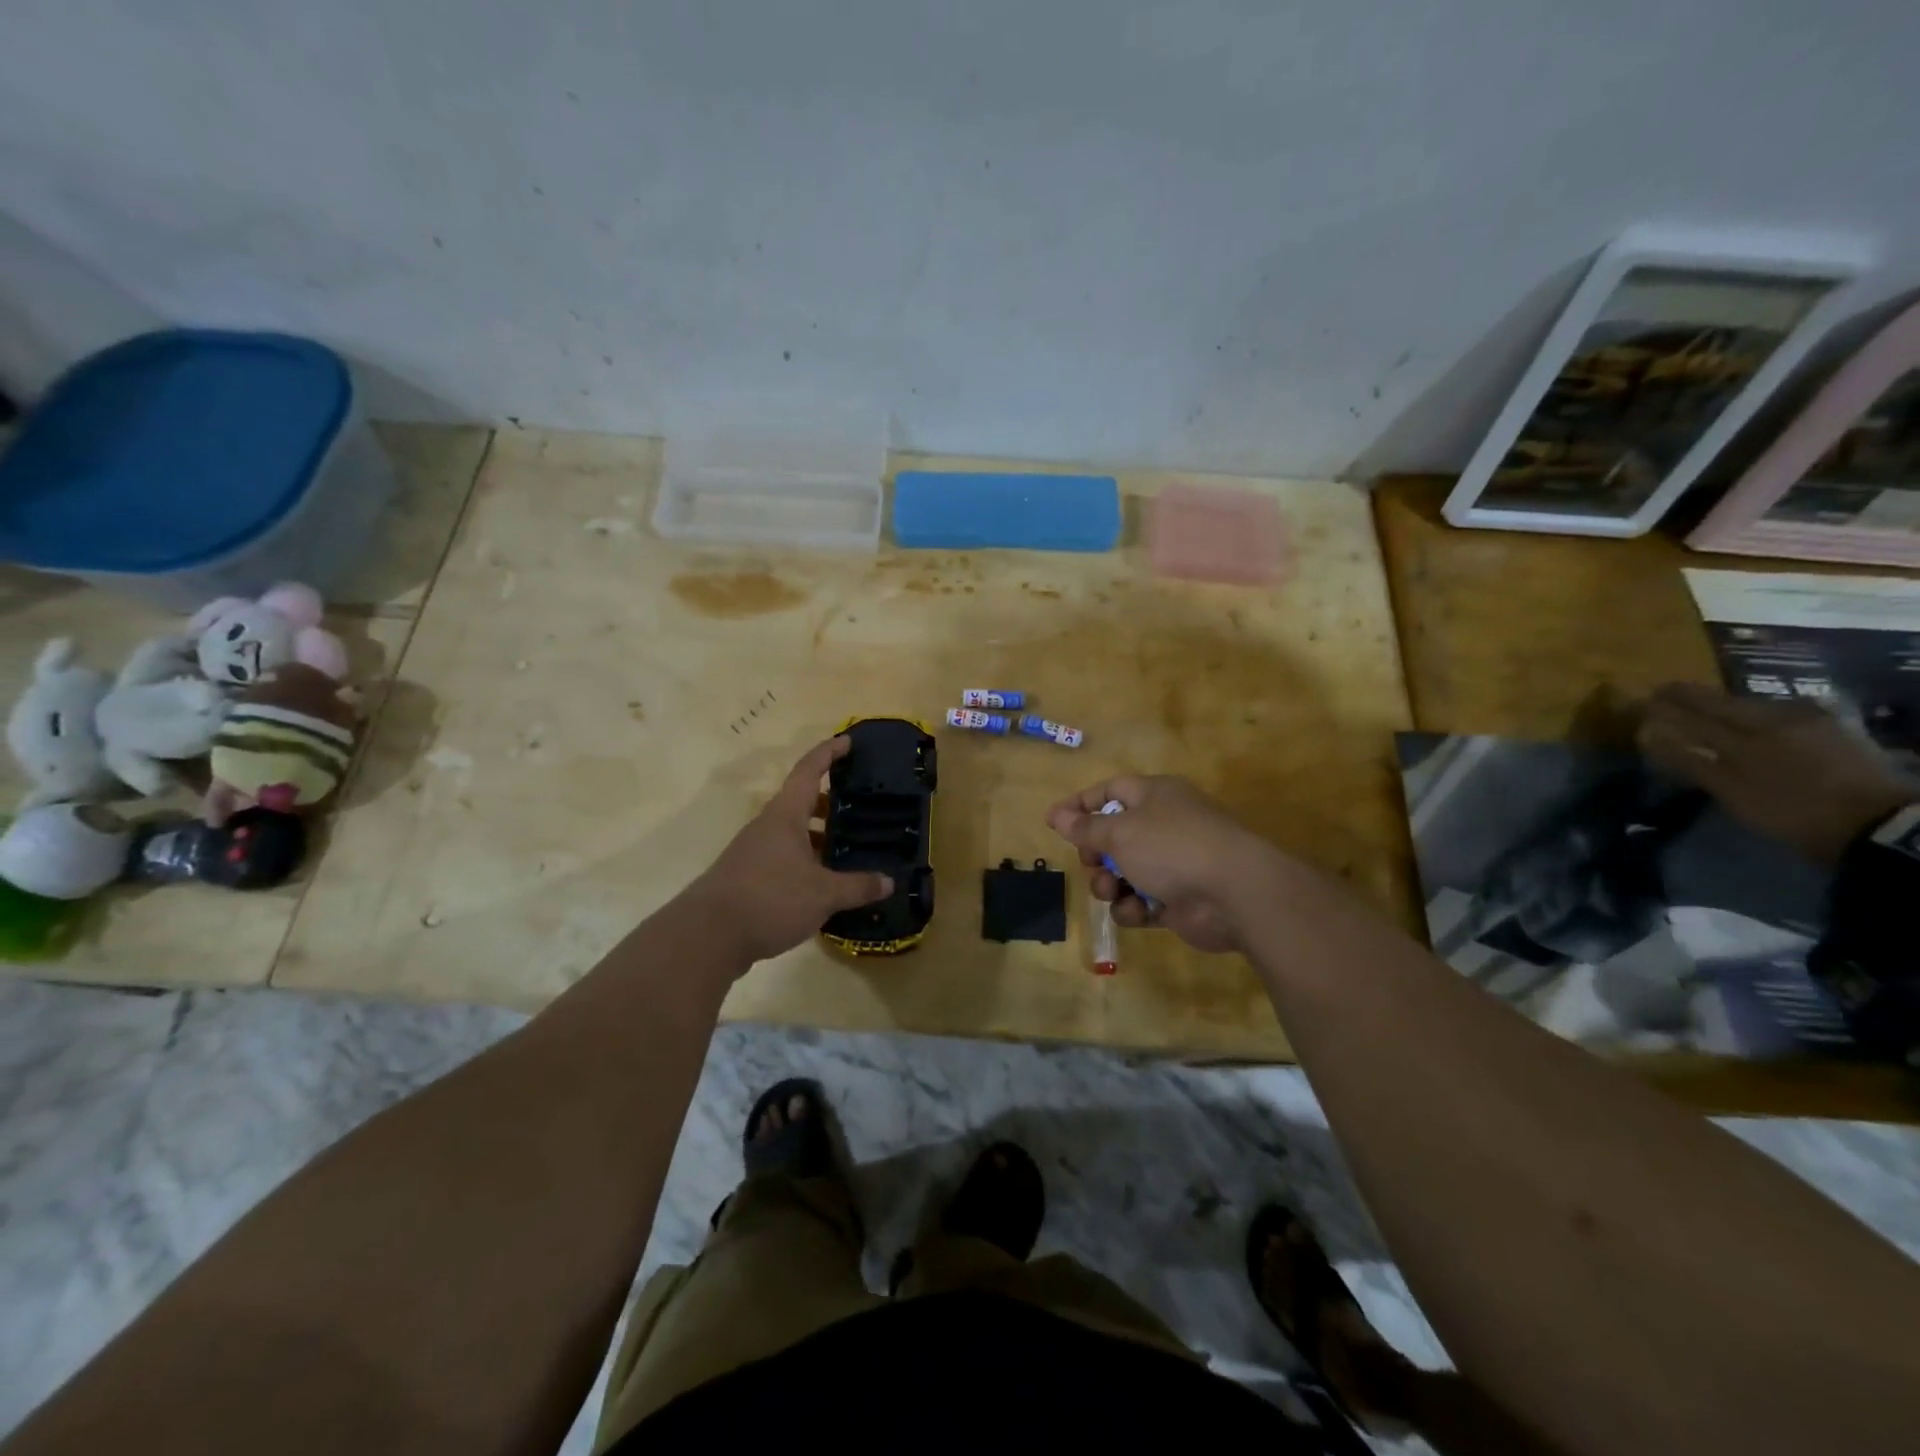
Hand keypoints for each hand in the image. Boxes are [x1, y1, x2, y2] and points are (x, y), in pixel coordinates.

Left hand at [685, 737, 893, 965]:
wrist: (707, 936)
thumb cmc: (769, 899)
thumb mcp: (823, 894)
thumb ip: (858, 886)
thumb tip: (889, 882)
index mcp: (785, 815)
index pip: (809, 770)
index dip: (829, 753)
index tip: (848, 741)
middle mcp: (768, 826)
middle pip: (801, 801)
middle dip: (830, 802)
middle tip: (861, 807)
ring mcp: (755, 851)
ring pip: (793, 832)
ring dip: (819, 835)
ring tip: (850, 848)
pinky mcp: (749, 876)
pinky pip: (785, 857)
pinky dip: (807, 860)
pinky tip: (825, 883)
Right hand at [1045, 775, 1275, 952]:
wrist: (1235, 893)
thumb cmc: (1172, 848)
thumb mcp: (1120, 833)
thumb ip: (1085, 827)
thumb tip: (1056, 814)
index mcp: (1155, 795)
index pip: (1110, 791)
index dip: (1080, 804)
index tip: (1054, 821)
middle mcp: (1165, 825)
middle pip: (1115, 835)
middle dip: (1094, 853)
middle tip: (1089, 863)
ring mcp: (1174, 863)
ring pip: (1125, 871)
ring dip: (1110, 884)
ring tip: (1111, 891)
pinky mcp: (1179, 898)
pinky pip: (1142, 900)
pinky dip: (1134, 907)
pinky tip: (1137, 912)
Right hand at [1638, 682, 1917, 864]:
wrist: (1878, 824)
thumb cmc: (1791, 810)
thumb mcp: (1733, 791)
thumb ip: (1690, 760)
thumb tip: (1649, 734)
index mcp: (1747, 733)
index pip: (1695, 713)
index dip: (1667, 705)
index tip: (1643, 697)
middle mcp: (1777, 718)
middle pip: (1726, 703)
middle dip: (1694, 698)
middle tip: (1666, 691)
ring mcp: (1811, 722)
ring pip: (1757, 706)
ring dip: (1727, 703)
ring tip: (1709, 705)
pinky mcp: (1835, 730)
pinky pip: (1786, 713)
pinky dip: (1761, 713)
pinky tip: (1758, 717)